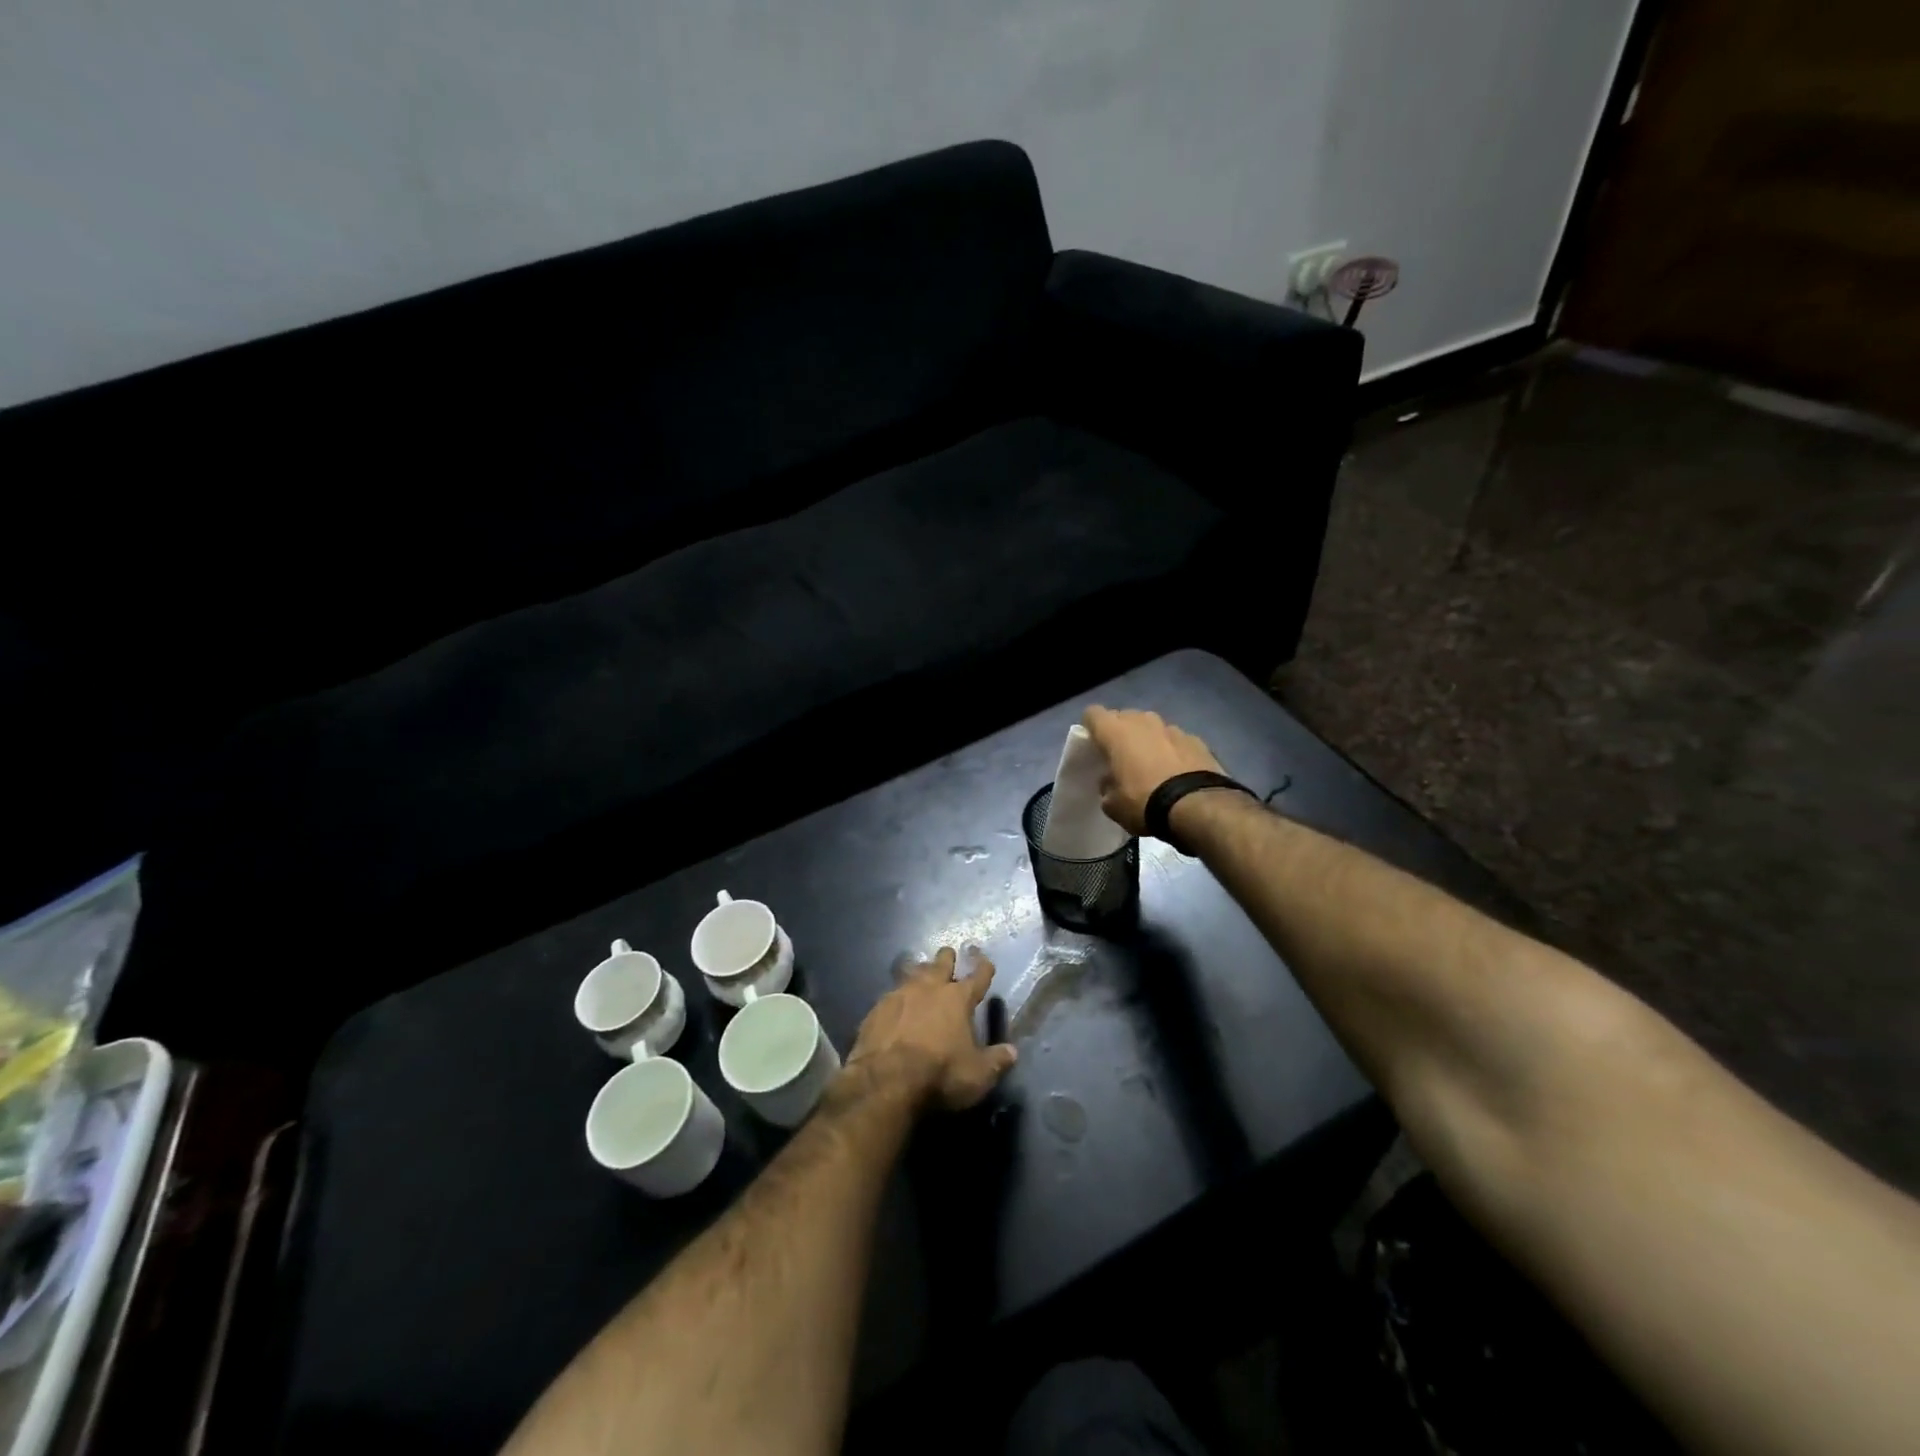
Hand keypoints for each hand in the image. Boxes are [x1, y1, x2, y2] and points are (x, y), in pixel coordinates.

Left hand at [848, 948, 1016, 1111]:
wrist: (886, 1080)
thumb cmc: (940, 1074)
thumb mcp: (977, 1075)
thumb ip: (996, 1061)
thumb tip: (1012, 1051)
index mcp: (958, 999)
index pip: (978, 976)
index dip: (984, 967)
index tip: (985, 960)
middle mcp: (930, 988)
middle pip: (941, 963)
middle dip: (947, 958)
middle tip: (949, 955)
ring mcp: (900, 994)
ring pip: (913, 973)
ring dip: (920, 972)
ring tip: (921, 972)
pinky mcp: (877, 1008)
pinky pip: (890, 995)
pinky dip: (897, 998)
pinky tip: (895, 1005)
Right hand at [1081, 706, 1225, 836]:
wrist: (1197, 807)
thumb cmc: (1144, 802)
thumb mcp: (1112, 805)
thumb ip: (1106, 786)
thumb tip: (1111, 781)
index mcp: (1116, 732)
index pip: (1093, 714)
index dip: (1090, 728)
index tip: (1093, 746)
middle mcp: (1143, 721)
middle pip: (1124, 717)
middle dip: (1120, 733)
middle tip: (1121, 757)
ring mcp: (1172, 728)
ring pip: (1151, 727)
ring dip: (1148, 740)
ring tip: (1151, 765)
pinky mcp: (1196, 739)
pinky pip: (1175, 740)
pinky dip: (1172, 751)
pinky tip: (1176, 772)